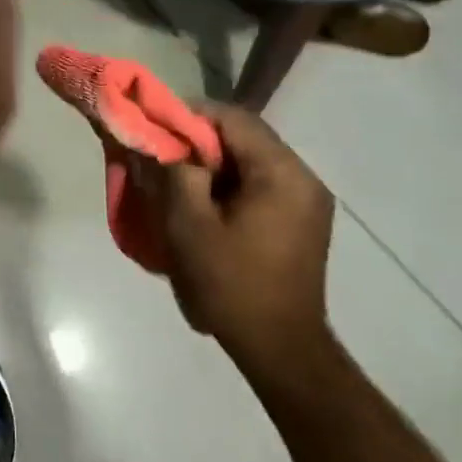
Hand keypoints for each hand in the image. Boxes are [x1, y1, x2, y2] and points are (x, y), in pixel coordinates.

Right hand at [145, 102, 335, 379]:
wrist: (279, 347)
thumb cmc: (230, 283)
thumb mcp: (189, 223)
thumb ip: (175, 172)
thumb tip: (164, 142)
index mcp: (281, 174)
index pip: (233, 119)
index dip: (189, 115)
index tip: (155, 127)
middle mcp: (303, 178)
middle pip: (245, 137)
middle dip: (200, 140)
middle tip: (161, 155)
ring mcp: (307, 201)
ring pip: (252, 160)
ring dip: (214, 163)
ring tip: (178, 180)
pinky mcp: (302, 221)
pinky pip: (261, 183)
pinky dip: (230, 183)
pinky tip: (205, 203)